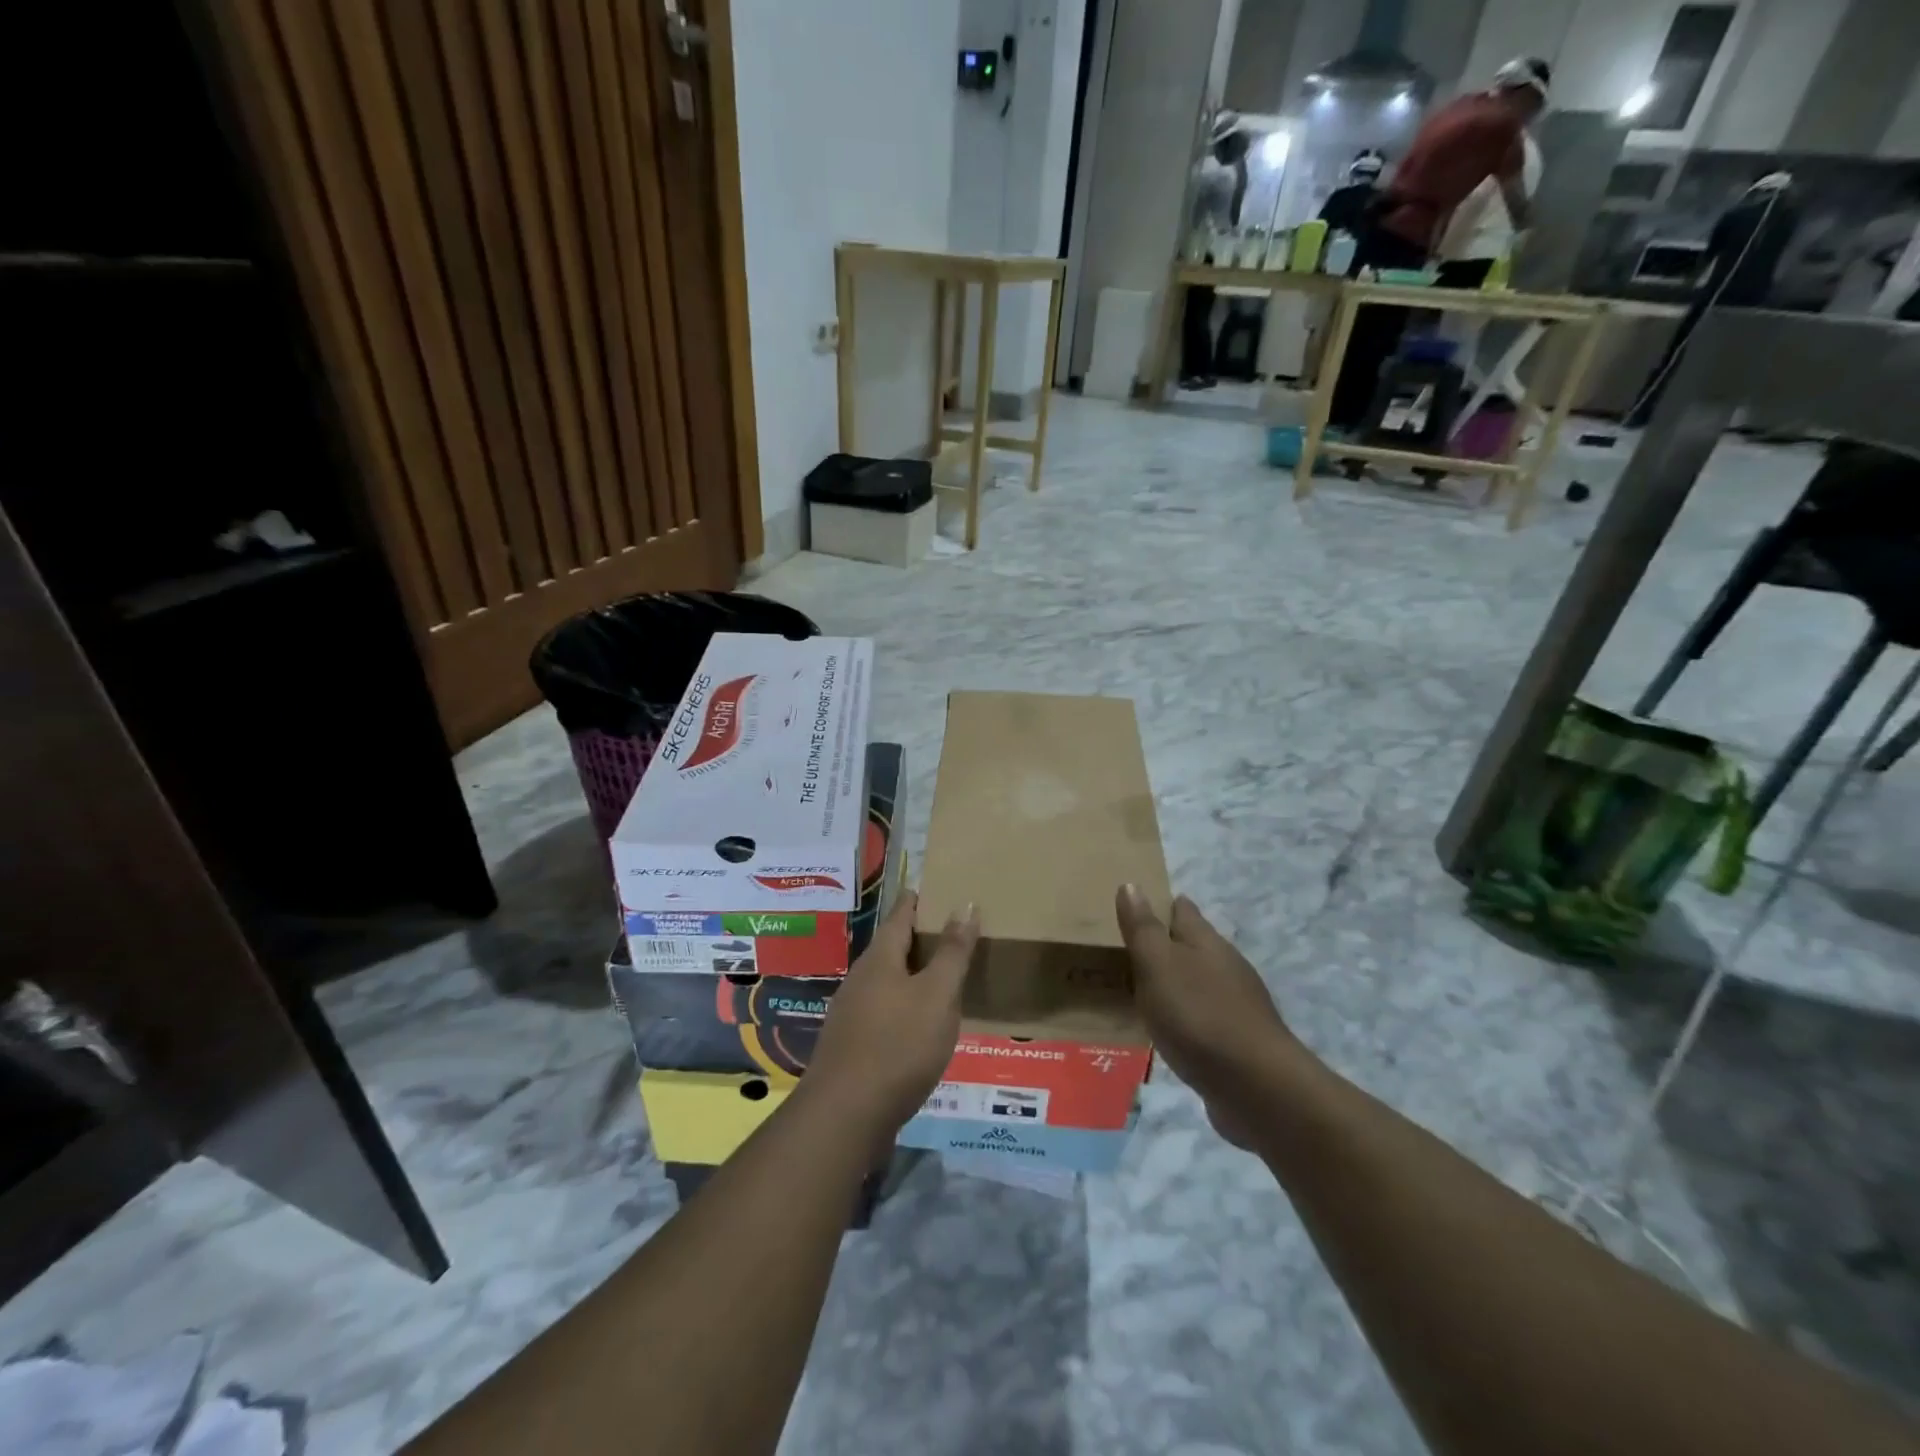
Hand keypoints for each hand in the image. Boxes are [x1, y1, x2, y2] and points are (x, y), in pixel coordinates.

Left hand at [804, 894, 979, 1145]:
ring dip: (912, 974)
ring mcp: (851, 1013)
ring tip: (942, 977)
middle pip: (891, 947)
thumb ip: (953, 952)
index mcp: (880, 959)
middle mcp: (860, 979)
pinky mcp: (851, 1045)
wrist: (846, 1116)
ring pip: (887, 981)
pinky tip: (919, 1024)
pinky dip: (904, 1005)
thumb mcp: (937, 996)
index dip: (918, 900)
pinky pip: (883, 1010)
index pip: (900, 915)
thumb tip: (965, 904)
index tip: (935, 889)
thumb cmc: (899, 1046)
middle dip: (918, 938)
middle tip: (951, 932)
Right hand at [1116, 885, 1299, 1148]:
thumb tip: (1131, 884)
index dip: (1160, 904)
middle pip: (1192, 945)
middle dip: (1165, 944)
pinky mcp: (1239, 1040)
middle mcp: (1225, 965)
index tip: (1135, 906)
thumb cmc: (1198, 1015)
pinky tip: (1169, 1030)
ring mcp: (1237, 1004)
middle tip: (1127, 950)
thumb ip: (1143, 928)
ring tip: (1141, 991)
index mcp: (1205, 941)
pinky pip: (1203, 1018)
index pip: (1182, 910)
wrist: (1256, 1086)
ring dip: (1174, 982)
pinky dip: (1184, 1017)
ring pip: (1198, 981)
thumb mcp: (1158, 965)